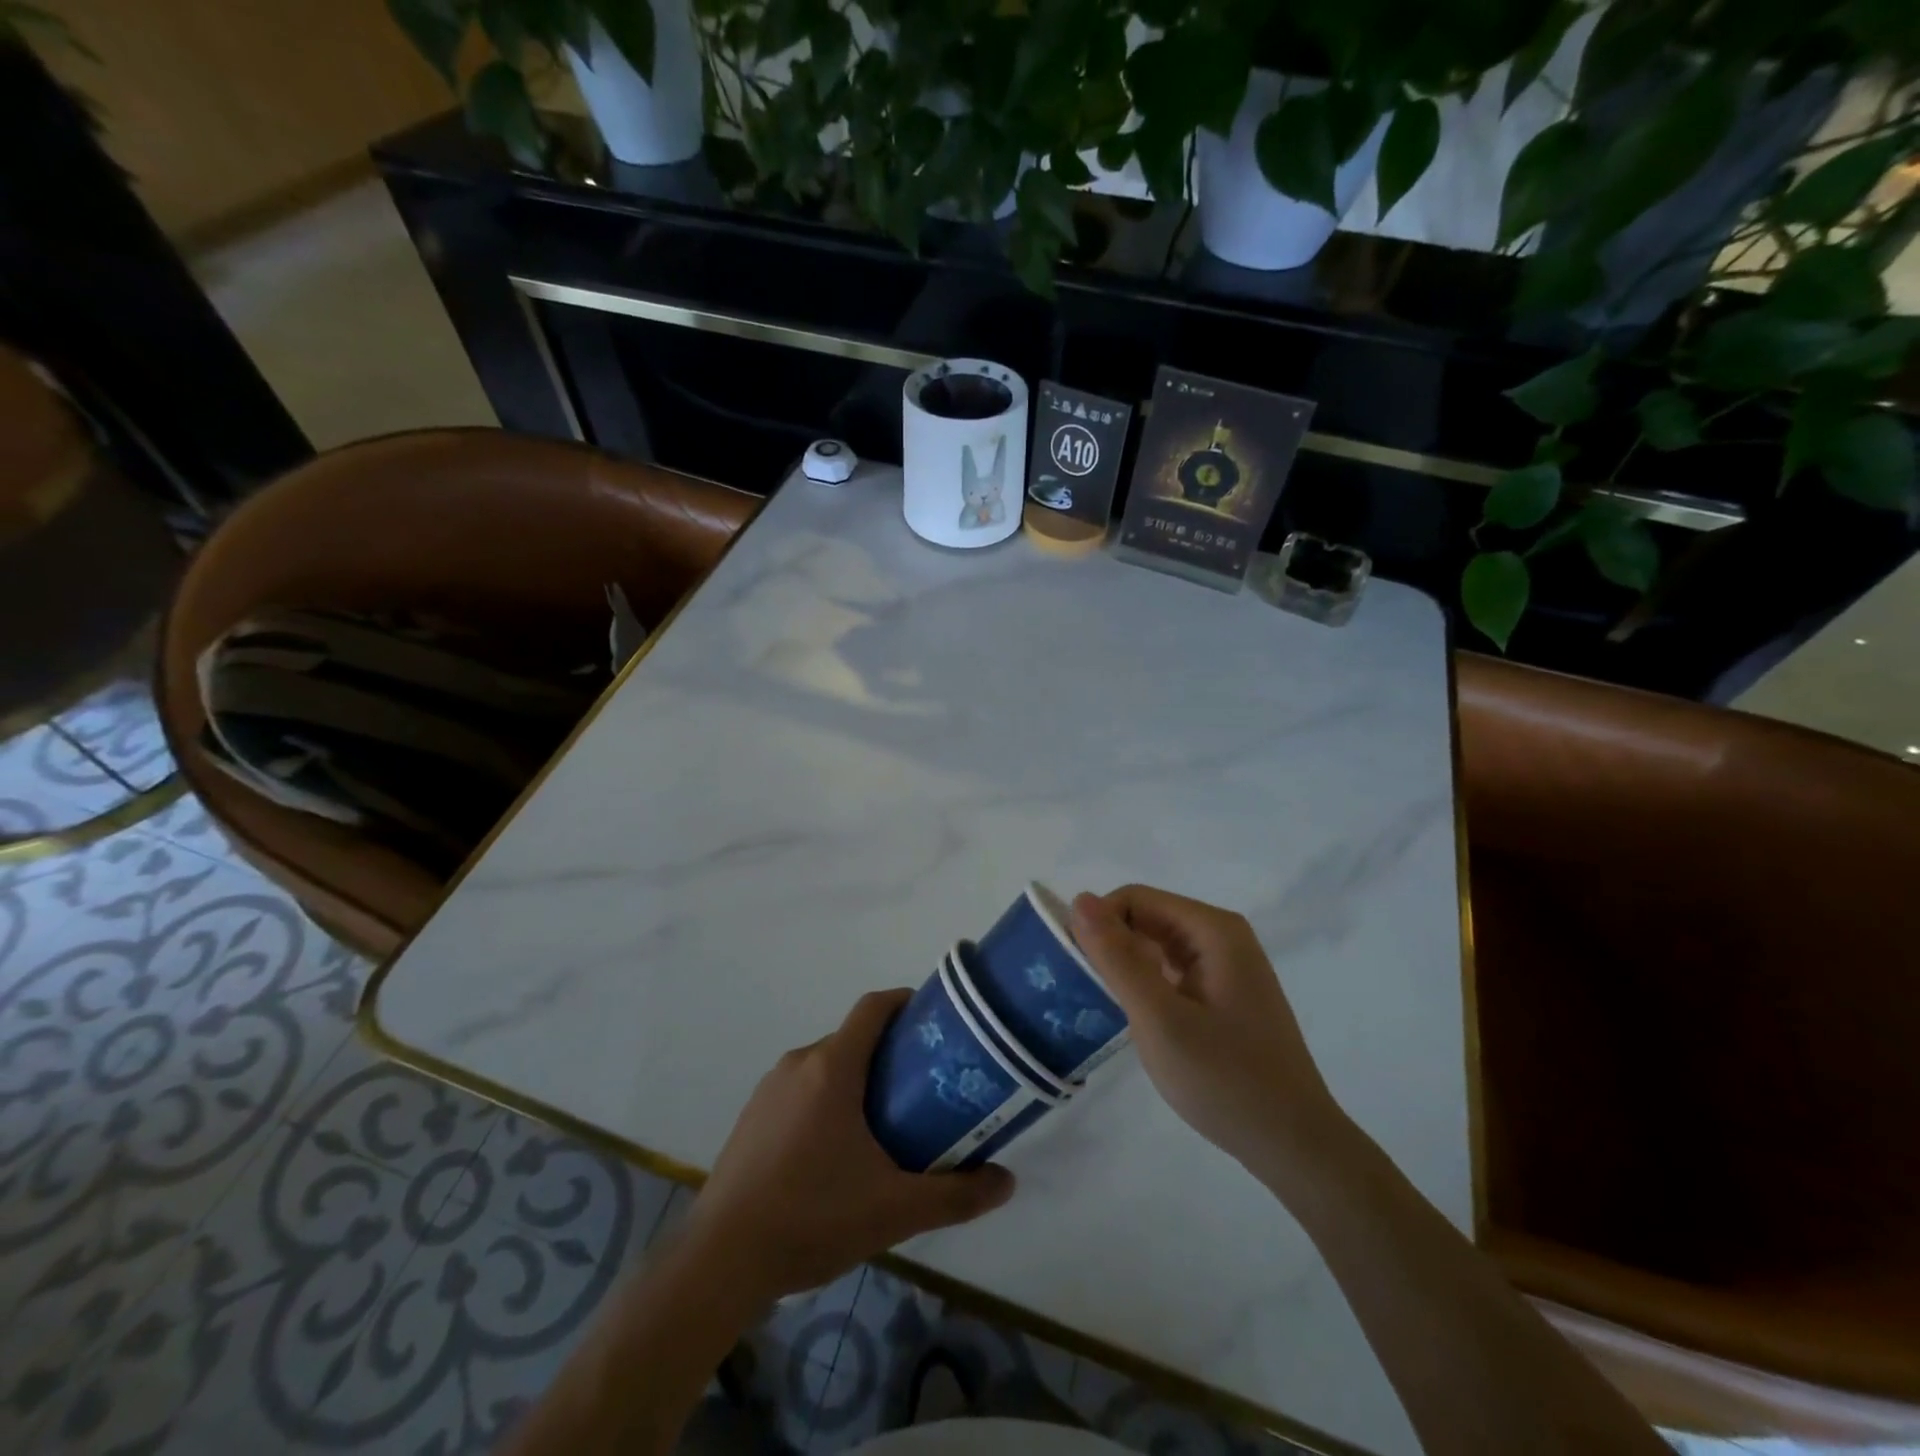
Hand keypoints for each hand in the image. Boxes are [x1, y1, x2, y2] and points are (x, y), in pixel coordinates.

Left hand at [684, 990, 1014, 1301]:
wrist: (719, 1261)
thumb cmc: (811, 1218)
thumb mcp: (894, 1210)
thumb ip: (955, 1195)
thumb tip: (1007, 1182)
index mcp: (832, 1067)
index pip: (874, 1008)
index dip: (906, 1003)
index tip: (935, 1022)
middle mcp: (799, 1064)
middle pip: (853, 1039)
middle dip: (890, 1053)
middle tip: (923, 1087)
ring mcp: (769, 1089)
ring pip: (826, 1065)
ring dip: (857, 1080)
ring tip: (886, 1123)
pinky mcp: (751, 1117)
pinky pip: (800, 1090)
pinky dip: (826, 1101)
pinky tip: (836, 1153)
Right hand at [1070, 886, 1348, 1192]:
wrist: (1293, 1145)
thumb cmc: (1225, 1079)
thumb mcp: (1159, 1018)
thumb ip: (1117, 957)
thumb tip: (1079, 899)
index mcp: (1213, 930)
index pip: (1136, 899)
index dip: (1099, 924)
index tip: (1075, 967)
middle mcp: (1222, 937)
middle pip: (1147, 918)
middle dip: (1112, 945)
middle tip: (1086, 992)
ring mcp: (1226, 967)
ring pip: (1157, 946)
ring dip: (1127, 968)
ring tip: (1105, 1007)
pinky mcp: (1224, 994)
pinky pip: (1172, 971)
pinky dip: (1147, 986)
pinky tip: (1137, 1020)